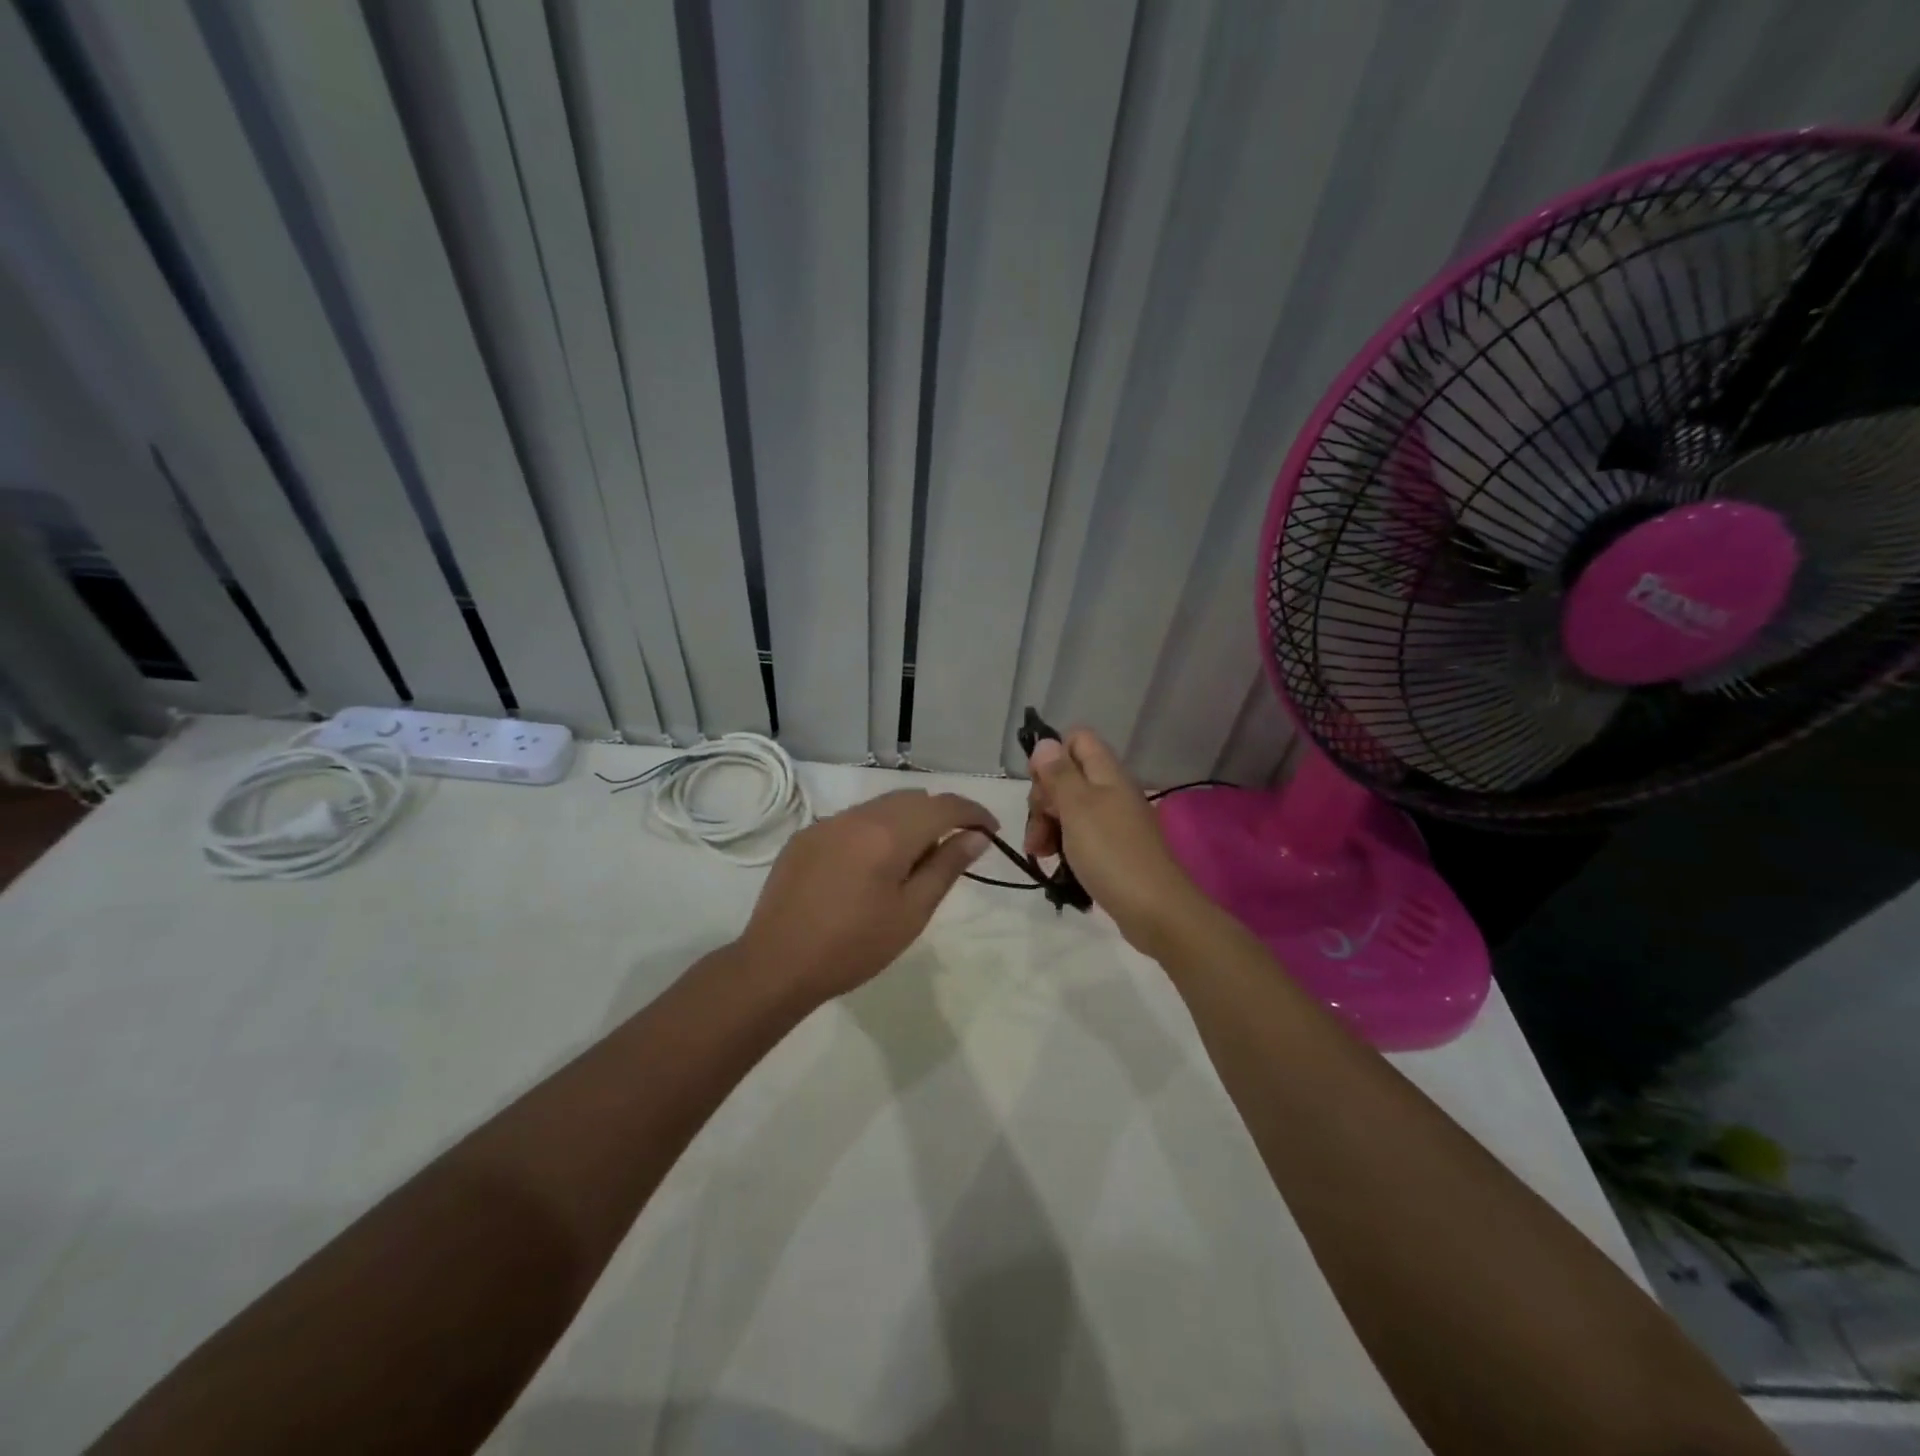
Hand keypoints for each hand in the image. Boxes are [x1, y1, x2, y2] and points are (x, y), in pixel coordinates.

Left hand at [738, 789, 996, 1004]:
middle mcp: (857, 816)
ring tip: (912, 860)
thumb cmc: (854, 946)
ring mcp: (827, 823)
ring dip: (906, 821)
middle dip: (940, 815)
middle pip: (912, 799)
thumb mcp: (911, 912)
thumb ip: (946, 867)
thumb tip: (976, 837)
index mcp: (888, 833)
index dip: (974, 813)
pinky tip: (870, 867)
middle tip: (954, 850)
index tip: (991, 831)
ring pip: (881, 806)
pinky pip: (852, 821)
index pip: (944, 805)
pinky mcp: (805, 837)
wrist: (776, 964)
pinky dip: (874, 831)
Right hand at [1024, 730, 1208, 953]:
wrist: (1156, 910)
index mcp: (1107, 774)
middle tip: (1037, 828)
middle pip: (1067, 776)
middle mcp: (1112, 791)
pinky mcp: (1113, 849)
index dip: (1051, 756)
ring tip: (1039, 852)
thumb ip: (1059, 774)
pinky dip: (1063, 844)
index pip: (1077, 740)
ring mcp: (1114, 821)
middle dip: (1043, 799)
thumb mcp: (1077, 808)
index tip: (1039, 787)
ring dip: (1047, 825)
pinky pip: (1080, 835)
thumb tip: (1045, 742)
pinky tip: (1055, 863)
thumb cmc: (1112, 853)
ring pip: (1069, 808)